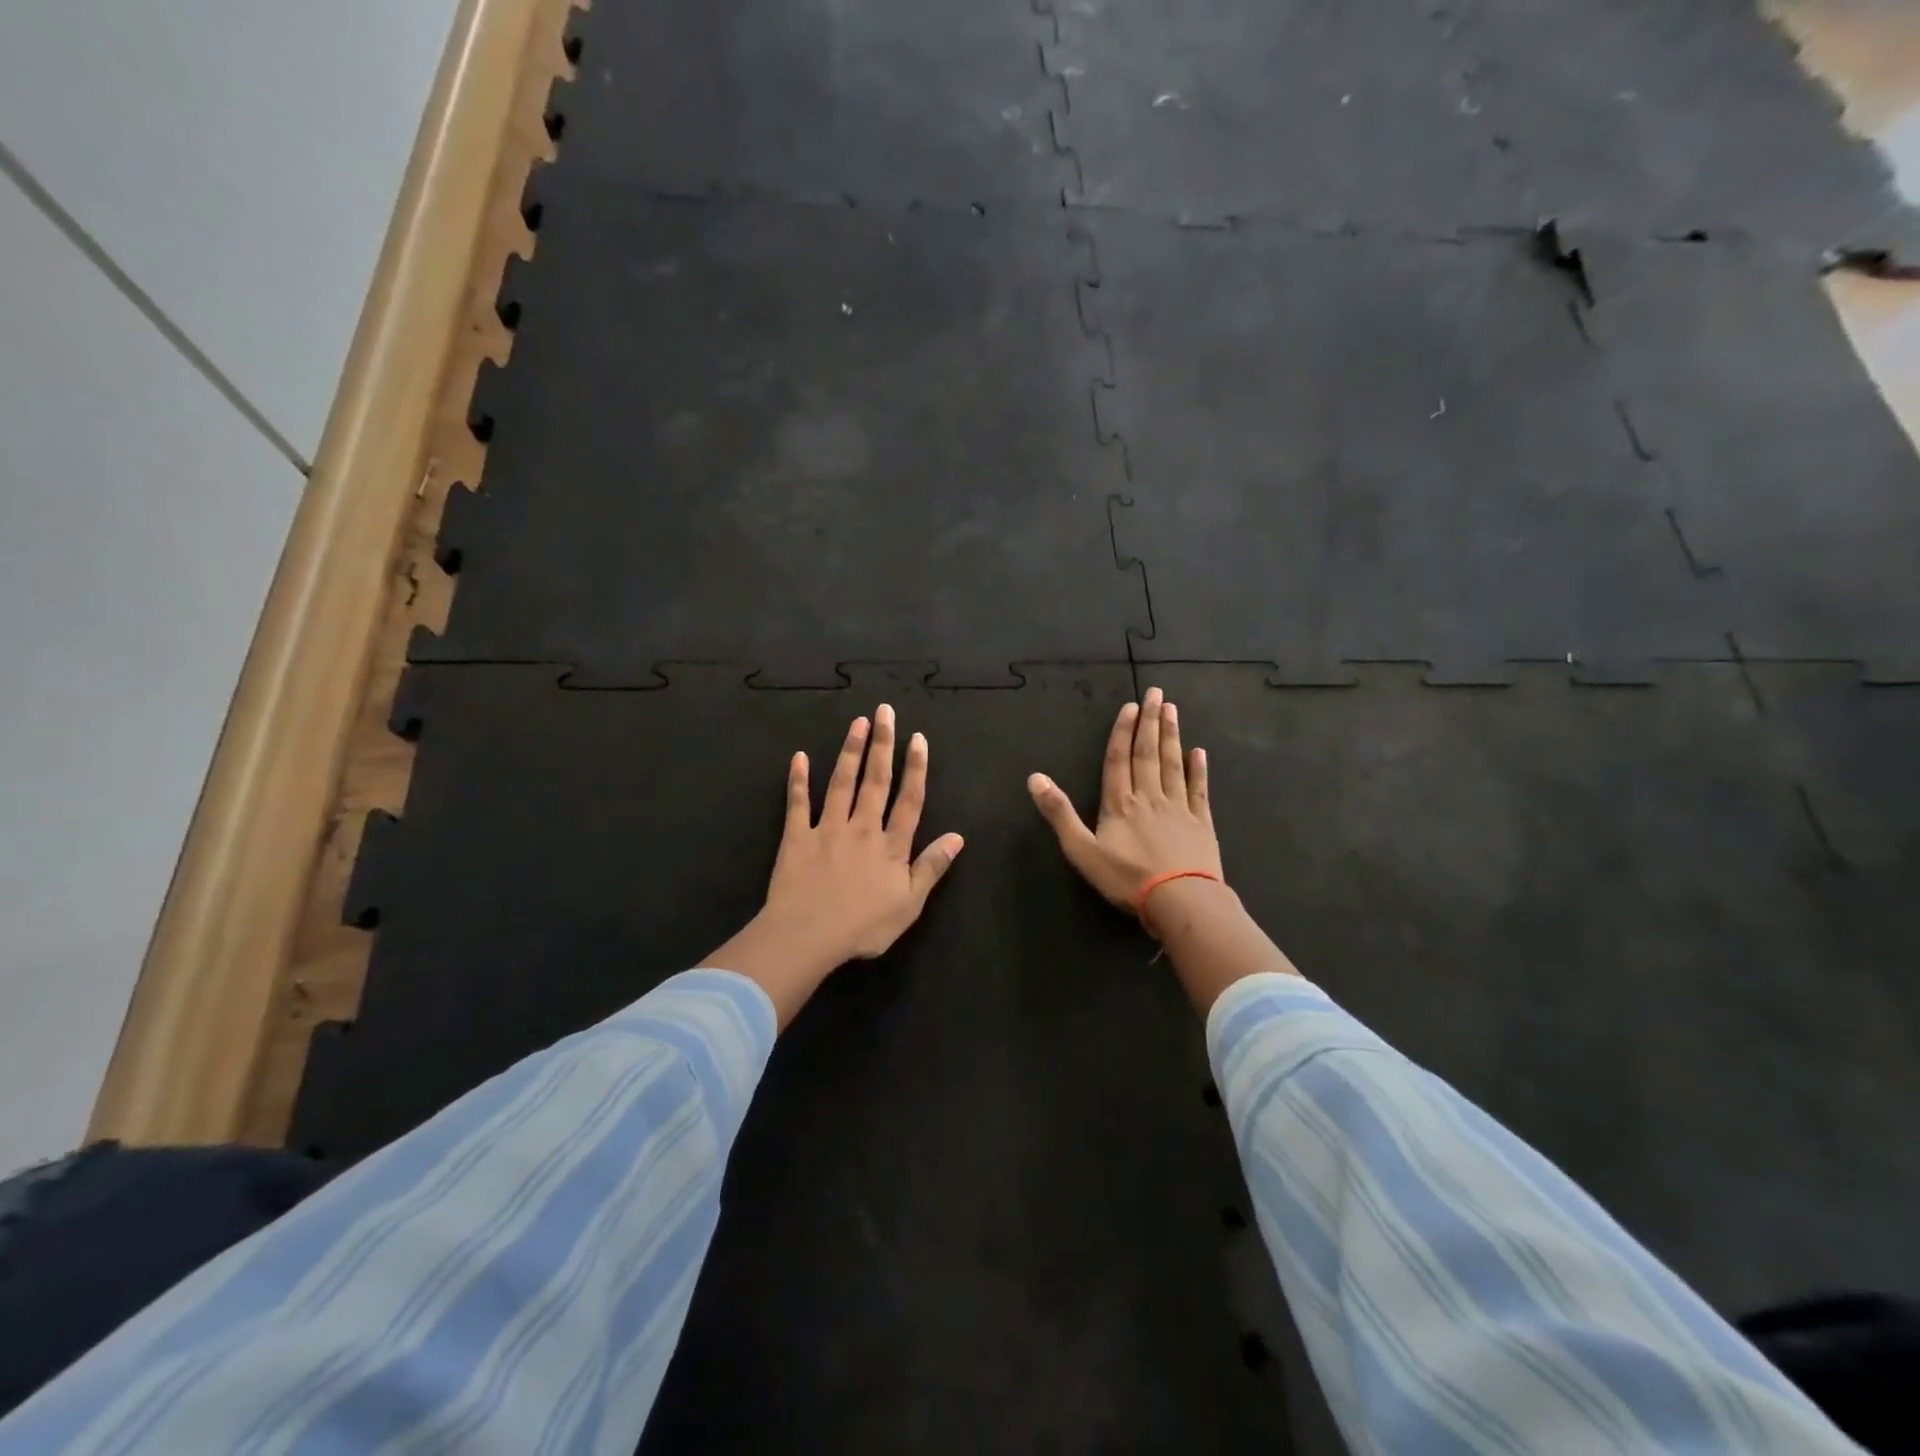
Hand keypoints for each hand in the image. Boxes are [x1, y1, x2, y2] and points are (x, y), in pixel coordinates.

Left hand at [709, 705, 964, 1026]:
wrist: (807, 936)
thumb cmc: (863, 927)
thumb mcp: (909, 904)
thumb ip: (931, 867)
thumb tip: (957, 837)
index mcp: (890, 845)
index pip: (909, 800)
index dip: (915, 768)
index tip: (917, 738)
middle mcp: (861, 828)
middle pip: (876, 780)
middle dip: (882, 744)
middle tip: (884, 712)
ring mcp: (827, 829)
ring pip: (841, 783)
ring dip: (850, 751)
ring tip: (856, 722)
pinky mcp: (796, 837)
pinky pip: (798, 803)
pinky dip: (798, 779)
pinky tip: (799, 756)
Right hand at [1028, 686, 1222, 915]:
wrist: (1181, 900)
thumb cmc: (1127, 878)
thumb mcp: (1082, 850)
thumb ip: (1059, 813)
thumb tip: (1035, 777)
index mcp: (1119, 803)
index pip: (1118, 759)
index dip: (1122, 732)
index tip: (1130, 706)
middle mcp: (1148, 797)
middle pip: (1148, 753)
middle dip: (1150, 722)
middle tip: (1156, 693)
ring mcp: (1178, 808)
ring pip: (1173, 764)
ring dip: (1171, 736)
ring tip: (1172, 711)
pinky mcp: (1202, 823)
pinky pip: (1198, 789)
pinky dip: (1198, 769)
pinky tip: (1199, 752)